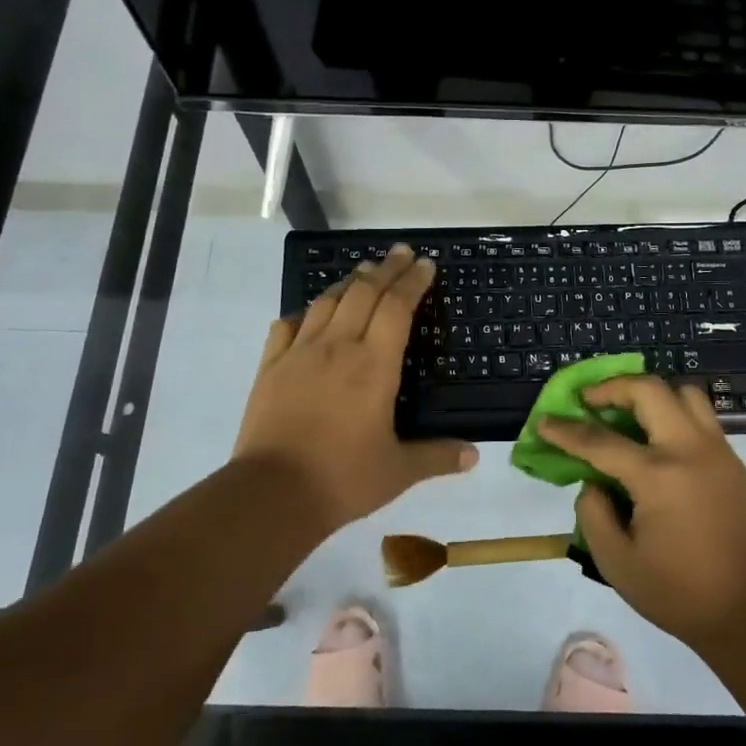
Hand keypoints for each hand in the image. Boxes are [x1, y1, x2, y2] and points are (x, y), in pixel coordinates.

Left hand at [235, 245, 477, 531]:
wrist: (272, 493)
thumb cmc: (342, 478)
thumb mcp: (398, 471)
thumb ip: (437, 457)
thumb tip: (474, 456)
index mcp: (374, 365)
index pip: (397, 307)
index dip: (413, 281)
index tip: (425, 264)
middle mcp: (338, 347)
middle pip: (364, 292)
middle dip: (385, 268)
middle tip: (400, 253)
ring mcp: (299, 353)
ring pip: (327, 301)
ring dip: (349, 282)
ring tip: (363, 272)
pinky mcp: (270, 367)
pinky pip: (288, 325)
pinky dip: (305, 312)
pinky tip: (310, 313)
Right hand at [538, 375, 745, 648]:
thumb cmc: (678, 592)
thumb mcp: (616, 562)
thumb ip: (592, 512)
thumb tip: (594, 481)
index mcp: (658, 476)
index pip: (600, 440)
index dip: (566, 430)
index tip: (544, 421)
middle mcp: (690, 450)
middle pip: (649, 390)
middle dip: (612, 388)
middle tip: (590, 401)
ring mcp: (719, 452)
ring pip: (685, 394)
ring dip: (651, 395)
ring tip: (630, 414)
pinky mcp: (736, 463)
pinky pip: (702, 420)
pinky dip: (675, 416)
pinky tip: (660, 446)